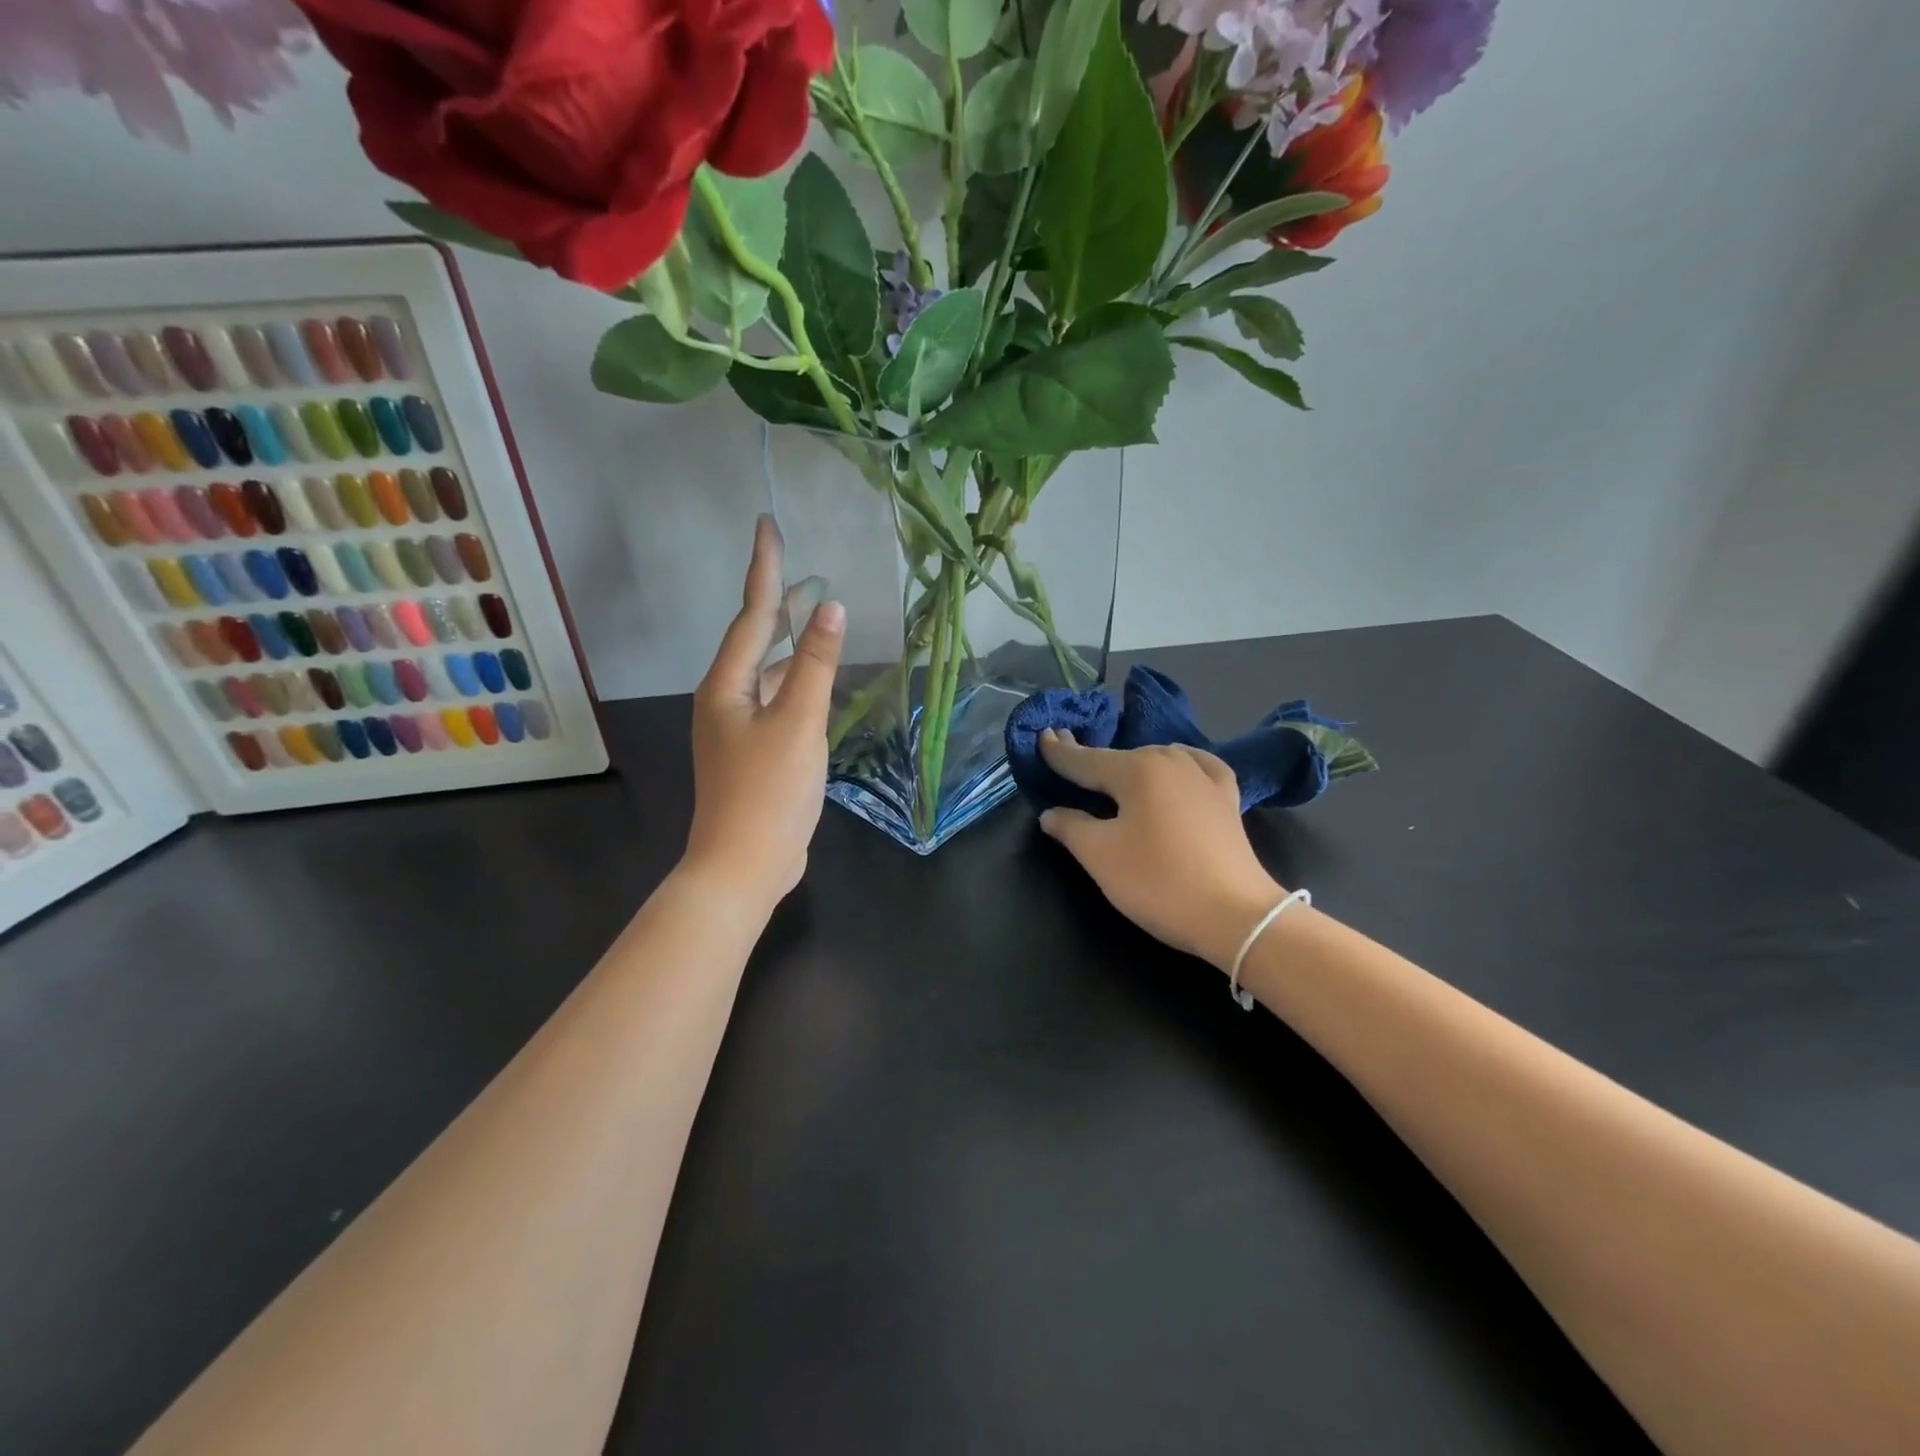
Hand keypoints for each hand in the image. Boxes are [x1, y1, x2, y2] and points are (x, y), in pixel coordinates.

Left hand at [683, 517, 844, 910]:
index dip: (764, 569)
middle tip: (806, 574)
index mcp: (727, 686)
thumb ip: (817, 666)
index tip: (768, 526)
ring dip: (791, 646)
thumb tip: (832, 608)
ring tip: (818, 621)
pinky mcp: (754, 753)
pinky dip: (797, 684)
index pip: (752, 615)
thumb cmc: (768, 791)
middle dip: (780, 606)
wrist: (744, 865)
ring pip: (767, 674)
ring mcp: (738, 729)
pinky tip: (817, 684)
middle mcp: (725, 700)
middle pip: (755, 641)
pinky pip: (777, 702)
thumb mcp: (798, 723)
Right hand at [1038, 732, 1283, 970]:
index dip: (1060, 752)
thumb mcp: (1101, 856)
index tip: (1042, 737)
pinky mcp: (1227, 798)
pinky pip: (1196, 768)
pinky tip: (1178, 771)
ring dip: (1133, 765)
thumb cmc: (1159, 882)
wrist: (1236, 916)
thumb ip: (1071, 828)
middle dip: (1094, 761)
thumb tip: (1051, 813)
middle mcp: (1170, 761)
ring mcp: (1204, 777)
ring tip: (1115, 776)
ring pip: (1157, 760)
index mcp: (1136, 770)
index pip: (1085, 759)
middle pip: (1120, 758)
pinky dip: (1179, 766)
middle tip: (1071, 762)